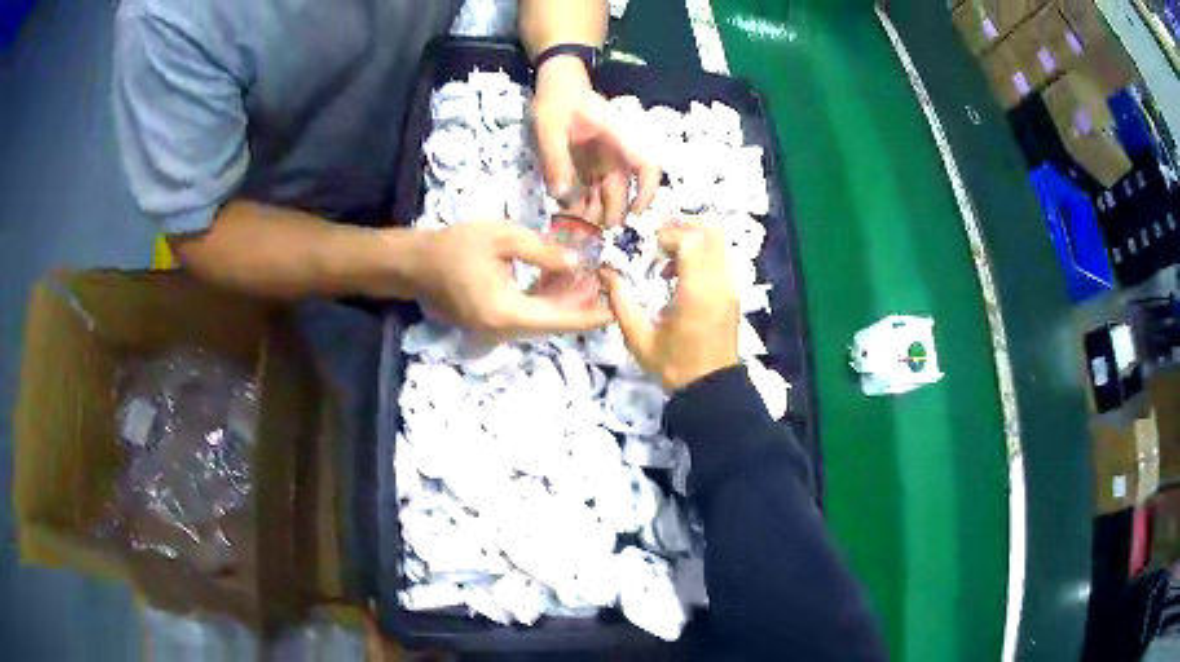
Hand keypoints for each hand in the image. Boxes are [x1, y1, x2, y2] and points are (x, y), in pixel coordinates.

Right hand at [409, 220, 609, 336]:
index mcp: (507, 312)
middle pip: (553, 323)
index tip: (616, 308)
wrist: (416, 263)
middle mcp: (503, 331)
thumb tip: (578, 263)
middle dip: (581, 304)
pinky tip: (559, 279)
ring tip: (588, 276)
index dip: (590, 315)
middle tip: (604, 280)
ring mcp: (495, 330)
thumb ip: (543, 252)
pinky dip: (545, 301)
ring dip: (564, 302)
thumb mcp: (504, 237)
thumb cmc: (456, 245)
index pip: (560, 319)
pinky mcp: (490, 323)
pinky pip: (525, 317)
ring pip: (541, 321)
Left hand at [531, 56, 659, 225]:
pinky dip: (584, 204)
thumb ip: (556, 160)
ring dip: (597, 213)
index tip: (635, 214)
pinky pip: (591, 189)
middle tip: (593, 234)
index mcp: (617, 138)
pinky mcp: (590, 165)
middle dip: (613, 214)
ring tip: (579, 231)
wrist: (557, 85)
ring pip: (607, 193)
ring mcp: (603, 160)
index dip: (646, 192)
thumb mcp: (549, 128)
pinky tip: (570, 217)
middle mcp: (616, 153)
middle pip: (624, 189)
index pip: (646, 167)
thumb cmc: (557, 101)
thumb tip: (563, 197)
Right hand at [601, 216, 739, 390]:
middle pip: (711, 231)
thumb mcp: (639, 338)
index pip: (689, 240)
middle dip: (683, 227)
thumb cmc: (674, 365)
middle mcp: (720, 282)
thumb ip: (620, 302)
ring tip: (667, 257)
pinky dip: (702, 253)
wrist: (711, 387)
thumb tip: (604, 272)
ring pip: (720, 240)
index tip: (647, 248)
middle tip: (658, 241)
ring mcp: (731, 285)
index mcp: (697, 292)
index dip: (666, 236)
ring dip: (693, 239)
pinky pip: (722, 256)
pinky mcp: (734, 292)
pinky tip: (681, 274)